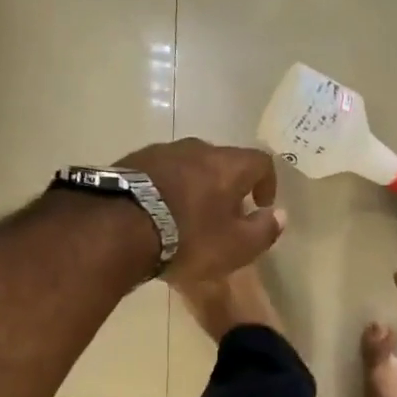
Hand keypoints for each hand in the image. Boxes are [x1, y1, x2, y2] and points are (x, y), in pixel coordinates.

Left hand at [116, 139, 286, 283]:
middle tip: (225, 215)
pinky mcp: (129, 163)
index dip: (267, 183)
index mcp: (227, 165)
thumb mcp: (236, 246)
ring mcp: (159, 152)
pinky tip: (158, 215)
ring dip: (195, 187)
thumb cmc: (188, 238)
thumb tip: (279, 215)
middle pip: (222, 161)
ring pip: (188, 166)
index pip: (260, 162)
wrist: (116, 228)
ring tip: (188, 216)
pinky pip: (159, 174)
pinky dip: (167, 190)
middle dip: (228, 186)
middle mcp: (196, 149)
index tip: (262, 205)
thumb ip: (264, 230)